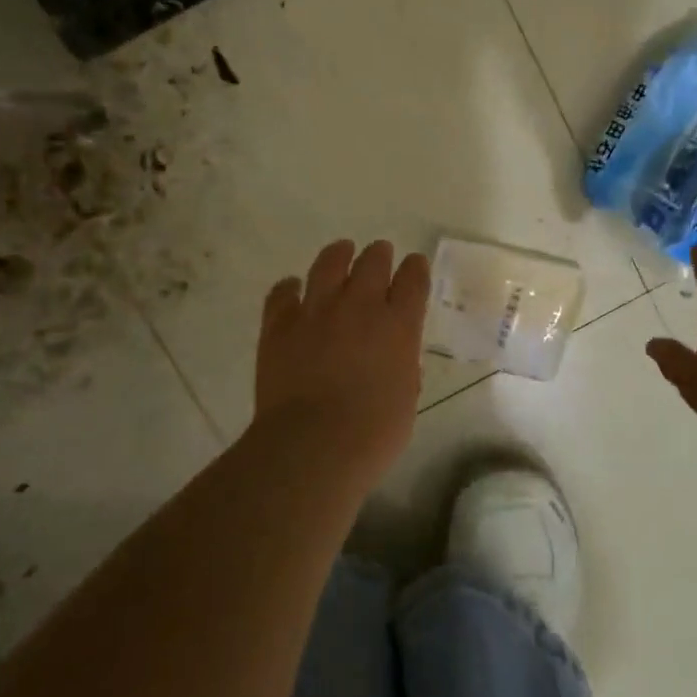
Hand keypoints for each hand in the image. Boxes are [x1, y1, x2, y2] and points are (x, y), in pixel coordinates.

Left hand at [253, 239, 431, 487]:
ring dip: (338, 254)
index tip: (414, 264)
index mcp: (398, 326)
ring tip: (341, 250)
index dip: (416, 268)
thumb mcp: (405, 400)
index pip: (413, 280)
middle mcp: (359, 306)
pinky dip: (289, 287)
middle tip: (380, 253)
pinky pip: (283, 293)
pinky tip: (291, 287)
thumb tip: (396, 359)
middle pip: (373, 262)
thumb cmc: (372, 435)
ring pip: (328, 264)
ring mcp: (316, 311)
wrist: (313, 445)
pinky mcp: (280, 325)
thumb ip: (402, 369)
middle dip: (379, 255)